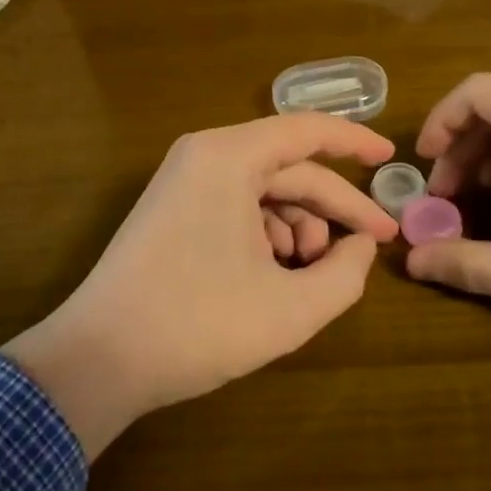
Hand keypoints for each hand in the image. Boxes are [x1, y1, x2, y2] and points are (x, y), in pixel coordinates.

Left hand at [2, 114, 398, 456]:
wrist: (98, 359)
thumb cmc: (197, 326)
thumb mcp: (290, 308)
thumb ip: (344, 273)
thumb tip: (360, 245)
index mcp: (228, 157)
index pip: (307, 130)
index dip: (355, 142)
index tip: (392, 157)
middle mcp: (204, 156)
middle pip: (288, 168)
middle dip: (333, 206)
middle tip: (374, 242)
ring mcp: (183, 181)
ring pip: (263, 191)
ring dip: (299, 226)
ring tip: (312, 273)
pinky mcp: (173, 209)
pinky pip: (236, 205)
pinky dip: (267, 234)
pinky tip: (275, 275)